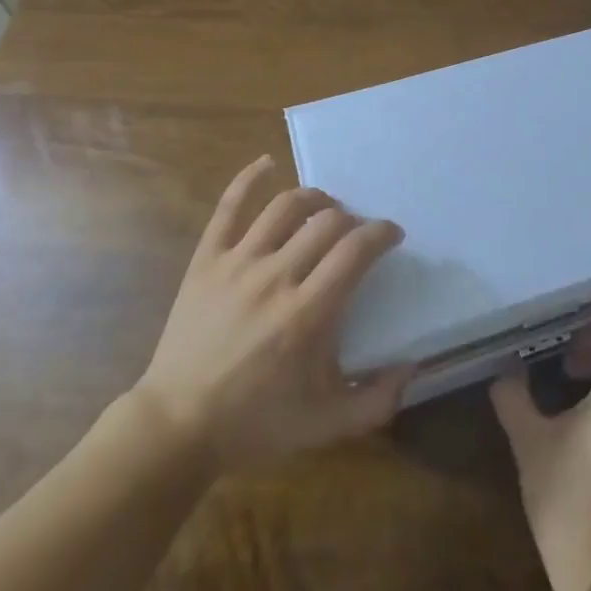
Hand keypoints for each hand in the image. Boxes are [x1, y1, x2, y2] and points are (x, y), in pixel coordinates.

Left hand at [130, 155, 412, 474]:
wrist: (178, 426)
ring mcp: (237, 263)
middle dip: (352, 221)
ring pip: (285, 206)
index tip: (392, 235)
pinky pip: (229, 206)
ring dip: (314, 198)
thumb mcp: (326, 425)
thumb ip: (377, 400)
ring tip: (325, 208)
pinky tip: (268, 164)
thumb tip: (412, 365)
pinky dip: (250, 178)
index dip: (381, 233)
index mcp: (307, 314)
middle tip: (357, 235)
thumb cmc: (255, 423)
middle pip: (326, 222)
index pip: (356, 250)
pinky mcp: (207, 259)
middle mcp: (275, 277)